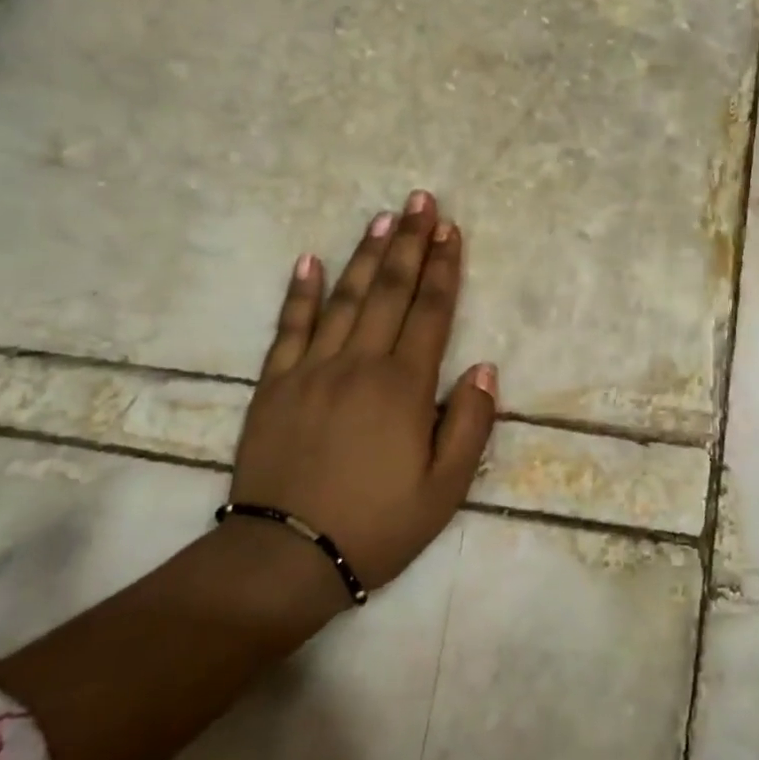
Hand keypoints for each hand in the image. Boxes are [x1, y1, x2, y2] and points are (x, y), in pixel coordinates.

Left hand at [227, 190, 497, 599]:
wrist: (285, 558)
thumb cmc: (377, 525)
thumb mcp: (445, 489)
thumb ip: (469, 424)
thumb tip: (484, 368)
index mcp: (403, 387)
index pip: (431, 312)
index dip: (444, 268)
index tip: (451, 230)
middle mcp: (359, 364)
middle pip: (390, 291)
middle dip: (409, 243)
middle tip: (420, 201)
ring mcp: (311, 370)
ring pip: (344, 298)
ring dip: (366, 255)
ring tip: (382, 218)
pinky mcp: (274, 385)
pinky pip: (288, 328)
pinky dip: (300, 292)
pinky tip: (309, 260)